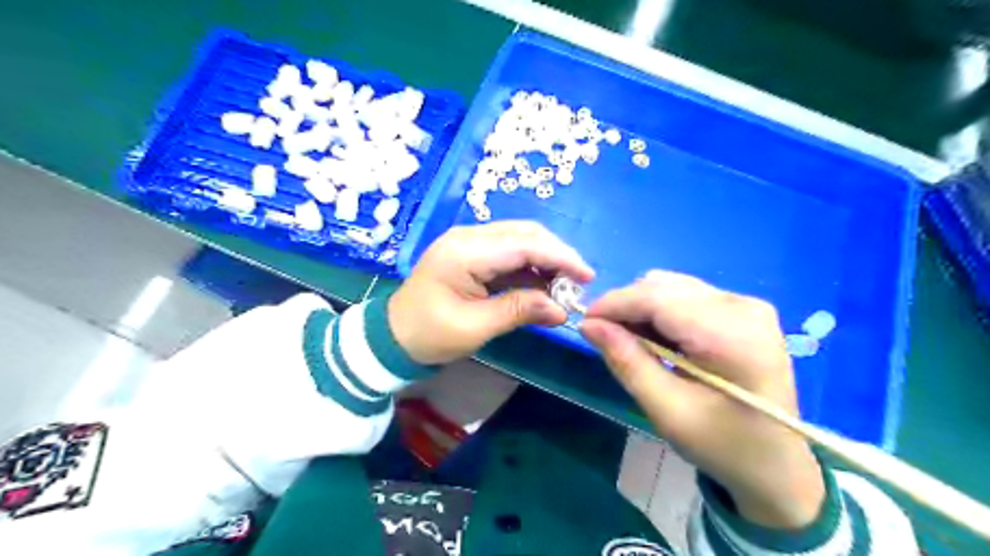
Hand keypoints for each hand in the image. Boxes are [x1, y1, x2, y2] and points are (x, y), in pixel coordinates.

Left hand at [388, 221, 590, 365]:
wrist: (392, 335)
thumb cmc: (429, 334)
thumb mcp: (474, 327)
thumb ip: (518, 311)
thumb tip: (561, 309)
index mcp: (465, 252)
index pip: (523, 244)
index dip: (560, 257)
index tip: (587, 276)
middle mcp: (469, 238)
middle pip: (525, 235)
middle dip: (557, 256)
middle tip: (578, 284)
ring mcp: (470, 243)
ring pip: (520, 241)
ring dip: (545, 261)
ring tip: (564, 288)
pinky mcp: (472, 254)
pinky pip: (509, 253)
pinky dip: (530, 268)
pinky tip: (543, 286)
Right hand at [581, 272, 824, 531]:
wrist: (778, 466)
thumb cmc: (723, 446)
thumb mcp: (667, 411)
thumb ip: (627, 362)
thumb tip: (589, 324)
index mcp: (731, 335)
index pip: (657, 298)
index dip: (614, 303)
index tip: (583, 321)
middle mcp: (743, 307)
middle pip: (665, 286)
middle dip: (627, 306)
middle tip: (606, 337)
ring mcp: (748, 305)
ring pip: (673, 286)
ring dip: (643, 308)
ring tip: (633, 342)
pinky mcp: (745, 310)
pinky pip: (688, 295)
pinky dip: (663, 312)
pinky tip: (659, 339)